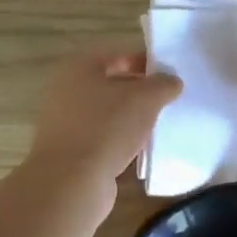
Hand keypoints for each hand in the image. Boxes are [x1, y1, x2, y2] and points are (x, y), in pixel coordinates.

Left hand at [25, 48, 181, 191]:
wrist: (71, 181)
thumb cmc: (107, 127)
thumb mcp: (145, 98)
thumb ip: (163, 84)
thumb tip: (172, 81)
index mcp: (79, 67)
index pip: (117, 55)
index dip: (144, 61)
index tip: (169, 74)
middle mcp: (66, 90)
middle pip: (110, 84)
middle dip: (139, 91)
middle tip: (166, 100)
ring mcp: (64, 123)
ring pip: (106, 113)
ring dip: (130, 118)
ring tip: (157, 125)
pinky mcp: (69, 151)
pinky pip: (100, 138)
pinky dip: (119, 140)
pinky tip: (139, 150)